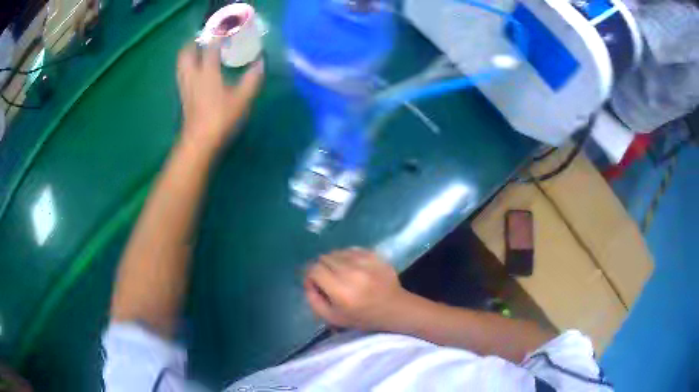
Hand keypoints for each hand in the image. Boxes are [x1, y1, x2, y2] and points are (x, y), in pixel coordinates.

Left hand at [176, 42, 263, 151]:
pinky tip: (196, 71)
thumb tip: (260, 62)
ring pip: (181, 64)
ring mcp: (185, 86)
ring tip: (198, 52)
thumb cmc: (221, 118)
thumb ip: (252, 78)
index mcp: (207, 72)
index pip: (210, 47)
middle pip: (186, 52)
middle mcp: (192, 75)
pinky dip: (187, 67)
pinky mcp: (183, 96)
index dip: (217, 35)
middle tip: (205, 39)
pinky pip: (182, 74)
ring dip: (188, 54)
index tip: (224, 30)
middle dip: (194, 42)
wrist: (199, 142)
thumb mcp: (242, 99)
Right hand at [304, 248, 411, 330]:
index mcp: (341, 291)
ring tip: (342, 274)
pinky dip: (347, 257)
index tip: (315, 284)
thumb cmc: (363, 317)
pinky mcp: (374, 255)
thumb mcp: (333, 318)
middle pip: (324, 258)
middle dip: (322, 268)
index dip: (311, 276)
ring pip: (337, 252)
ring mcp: (365, 261)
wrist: (395, 308)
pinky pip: (351, 249)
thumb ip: (313, 300)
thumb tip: (308, 282)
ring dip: (334, 261)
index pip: (314, 269)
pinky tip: (353, 268)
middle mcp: (352, 272)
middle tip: (328, 280)